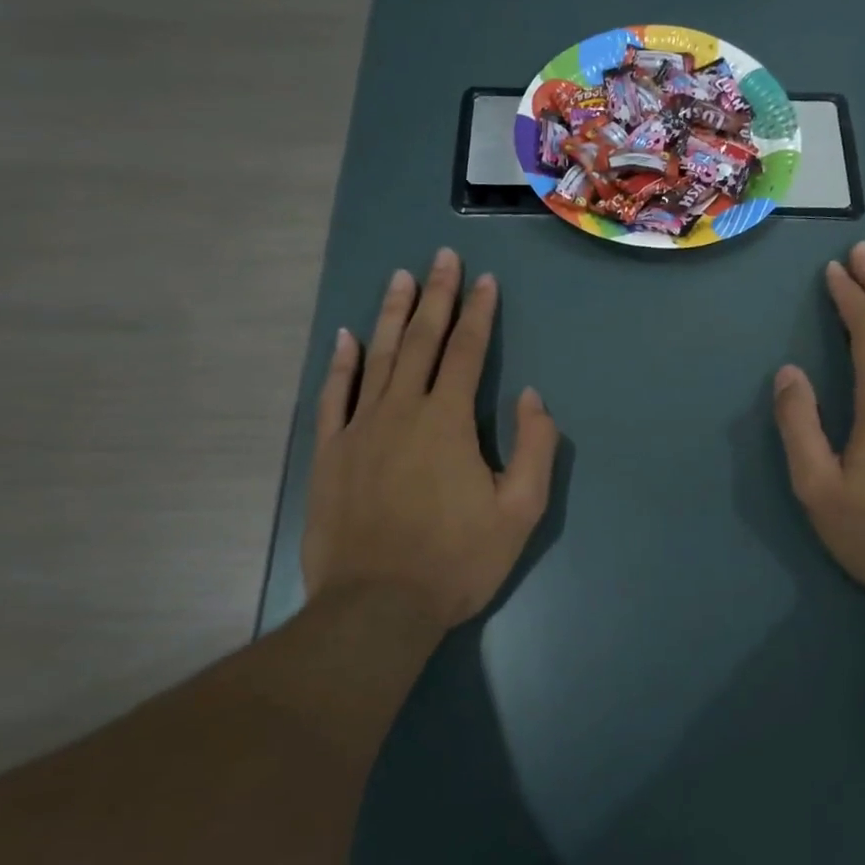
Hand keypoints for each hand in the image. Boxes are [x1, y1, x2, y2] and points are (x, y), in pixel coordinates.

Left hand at [301, 250, 558, 635]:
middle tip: (441, 257)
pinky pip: (334, 396)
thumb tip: (530, 397)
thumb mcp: (519, 512)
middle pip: (420, 341)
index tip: (485, 281)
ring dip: (391, 314)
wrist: (376, 608)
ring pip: (377, 357)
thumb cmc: (456, 561)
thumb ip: (535, 448)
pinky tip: (346, 337)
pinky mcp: (329, 453)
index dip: (478, 314)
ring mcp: (359, 429)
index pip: (466, 352)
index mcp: (448, 421)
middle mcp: (401, 410)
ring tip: (400, 277)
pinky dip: (341, 364)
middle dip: (436, 296)